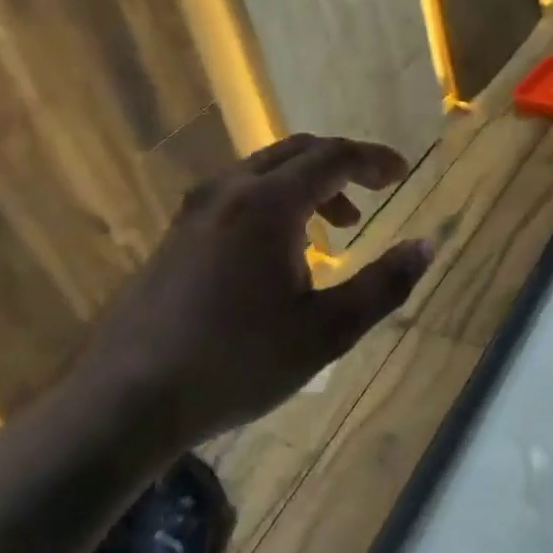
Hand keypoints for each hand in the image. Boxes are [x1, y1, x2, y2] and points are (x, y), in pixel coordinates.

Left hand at [82, 134, 432, 446]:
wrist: (125, 401)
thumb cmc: (237, 363)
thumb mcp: (327, 331)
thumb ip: (385, 284)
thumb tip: (428, 245)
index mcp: (267, 204)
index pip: (332, 157)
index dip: (373, 160)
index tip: (401, 173)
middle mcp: (228, 191)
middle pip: (296, 152)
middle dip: (342, 164)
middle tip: (375, 187)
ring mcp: (195, 211)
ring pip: (264, 171)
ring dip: (308, 185)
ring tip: (336, 226)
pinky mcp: (177, 235)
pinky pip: (238, 194)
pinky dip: (276, 201)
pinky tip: (283, 251)